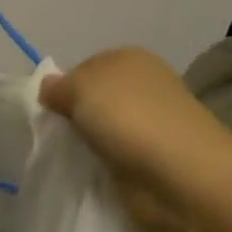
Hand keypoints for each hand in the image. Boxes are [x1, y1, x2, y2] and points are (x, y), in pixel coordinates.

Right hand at [39, 47, 231, 231]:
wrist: (181, 174)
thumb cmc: (128, 117)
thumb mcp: (80, 88)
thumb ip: (58, 87)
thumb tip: (49, 88)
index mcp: (130, 57)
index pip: (84, 67)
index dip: (64, 88)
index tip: (51, 111)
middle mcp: (145, 85)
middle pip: (96, 98)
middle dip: (78, 116)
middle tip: (60, 135)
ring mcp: (154, 123)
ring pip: (107, 127)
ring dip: (93, 142)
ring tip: (77, 157)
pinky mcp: (157, 158)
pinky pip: (120, 155)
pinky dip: (108, 164)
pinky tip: (98, 171)